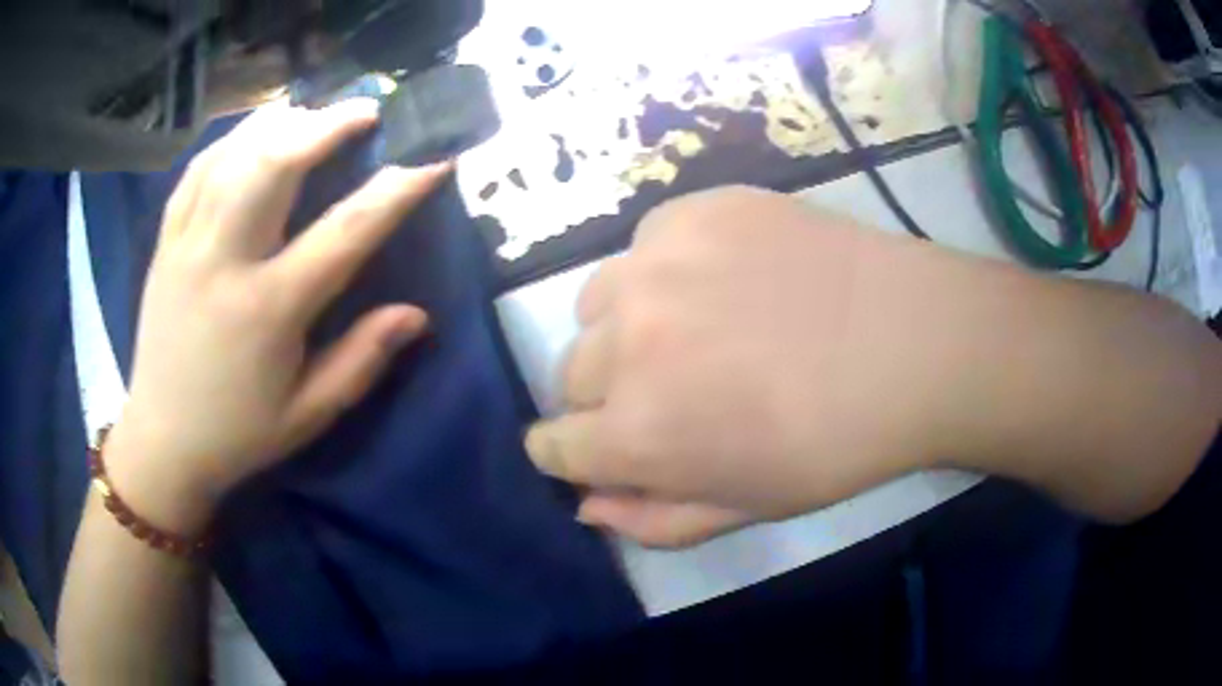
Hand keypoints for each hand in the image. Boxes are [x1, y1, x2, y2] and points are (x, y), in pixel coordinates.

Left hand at [107, 100, 449, 531]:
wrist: (162, 443)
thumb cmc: (238, 434)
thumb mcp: (308, 414)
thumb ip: (362, 361)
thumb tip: (418, 315)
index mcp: (268, 310)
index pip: (345, 232)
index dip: (398, 189)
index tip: (435, 158)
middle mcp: (224, 262)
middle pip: (275, 165)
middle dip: (326, 125)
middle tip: (364, 111)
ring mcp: (186, 246)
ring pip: (232, 155)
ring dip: (278, 123)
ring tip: (311, 112)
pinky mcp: (165, 244)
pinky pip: (196, 172)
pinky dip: (229, 141)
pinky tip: (251, 136)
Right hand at [526, 186, 983, 546]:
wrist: (913, 341)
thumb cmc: (837, 443)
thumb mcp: (746, 506)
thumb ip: (653, 518)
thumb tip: (587, 504)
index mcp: (638, 431)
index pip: (550, 445)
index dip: (570, 454)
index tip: (595, 449)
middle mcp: (628, 343)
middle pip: (569, 375)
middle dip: (602, 396)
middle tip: (667, 390)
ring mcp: (657, 263)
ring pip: (595, 304)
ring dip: (623, 327)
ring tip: (688, 327)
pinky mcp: (692, 212)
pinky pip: (645, 245)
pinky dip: (665, 269)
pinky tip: (722, 277)